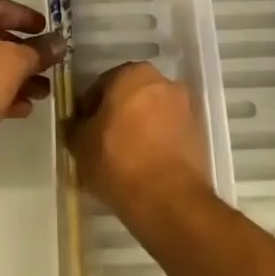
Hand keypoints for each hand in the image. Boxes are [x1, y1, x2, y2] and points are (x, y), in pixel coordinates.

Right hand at [67, 62, 212, 222]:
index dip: (88, 110)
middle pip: (130, 97)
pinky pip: (168, 134)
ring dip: (138, 129)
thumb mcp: (80, 143)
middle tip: (101, 144)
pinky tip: (143, 168)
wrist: (169, 202)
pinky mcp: (199, 136)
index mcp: (133, 74)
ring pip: (151, 115)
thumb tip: (76, 124)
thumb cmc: (118, 160)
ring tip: (123, 160)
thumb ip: (75, 126)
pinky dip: (156, 144)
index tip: (82, 132)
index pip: (101, 86)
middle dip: (116, 116)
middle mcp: (163, 82)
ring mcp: (185, 108)